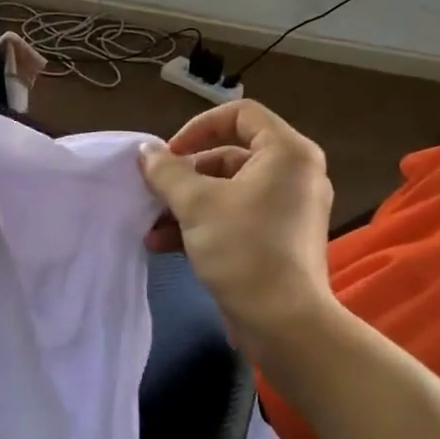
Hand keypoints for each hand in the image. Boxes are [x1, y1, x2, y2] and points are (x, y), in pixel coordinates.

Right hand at [141, 100, 334, 349]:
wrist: (284, 323)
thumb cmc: (243, 249)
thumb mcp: (196, 204)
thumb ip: (166, 171)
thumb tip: (145, 152)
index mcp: (287, 153)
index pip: (240, 114)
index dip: (199, 127)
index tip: (170, 154)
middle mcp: (294, 174)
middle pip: (230, 155)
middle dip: (185, 175)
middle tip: (154, 191)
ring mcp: (289, 208)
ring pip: (228, 190)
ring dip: (186, 203)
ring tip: (151, 224)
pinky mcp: (279, 239)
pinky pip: (237, 216)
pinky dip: (203, 223)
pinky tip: (163, 244)